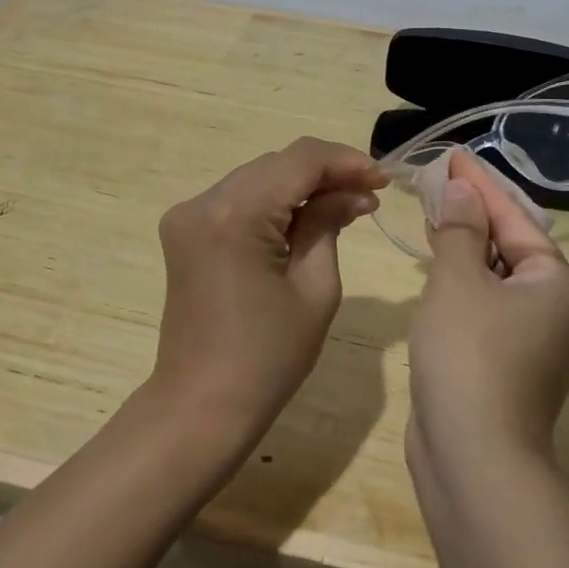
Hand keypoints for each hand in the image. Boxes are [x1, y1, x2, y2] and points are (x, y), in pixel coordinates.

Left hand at [149, 137, 385, 449]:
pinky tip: (304, 218)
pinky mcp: (185, 230)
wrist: (201, 407)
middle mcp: (203, 202)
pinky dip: (274, 201)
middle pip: (276, 164)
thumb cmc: (267, 358)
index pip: (299, 160)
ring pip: (258, 177)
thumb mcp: (315, 288)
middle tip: (369, 195)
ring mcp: (187, 215)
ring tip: (346, 205)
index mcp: (235, 215)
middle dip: (326, 173)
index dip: (345, 161)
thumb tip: (353, 191)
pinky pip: (238, 199)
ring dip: (301, 185)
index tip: (383, 178)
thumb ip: (329, 224)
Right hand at [407, 150, 568, 466]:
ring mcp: (536, 342)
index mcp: (560, 285)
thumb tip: (461, 192)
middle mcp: (558, 310)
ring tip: (432, 212)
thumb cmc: (469, 355)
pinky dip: (464, 281)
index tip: (454, 156)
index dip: (480, 185)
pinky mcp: (509, 364)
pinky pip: (488, 306)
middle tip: (437, 181)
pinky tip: (437, 264)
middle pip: (511, 246)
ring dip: (465, 246)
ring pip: (498, 278)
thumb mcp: (459, 281)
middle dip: (472, 214)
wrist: (473, 458)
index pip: (516, 220)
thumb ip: (459, 230)